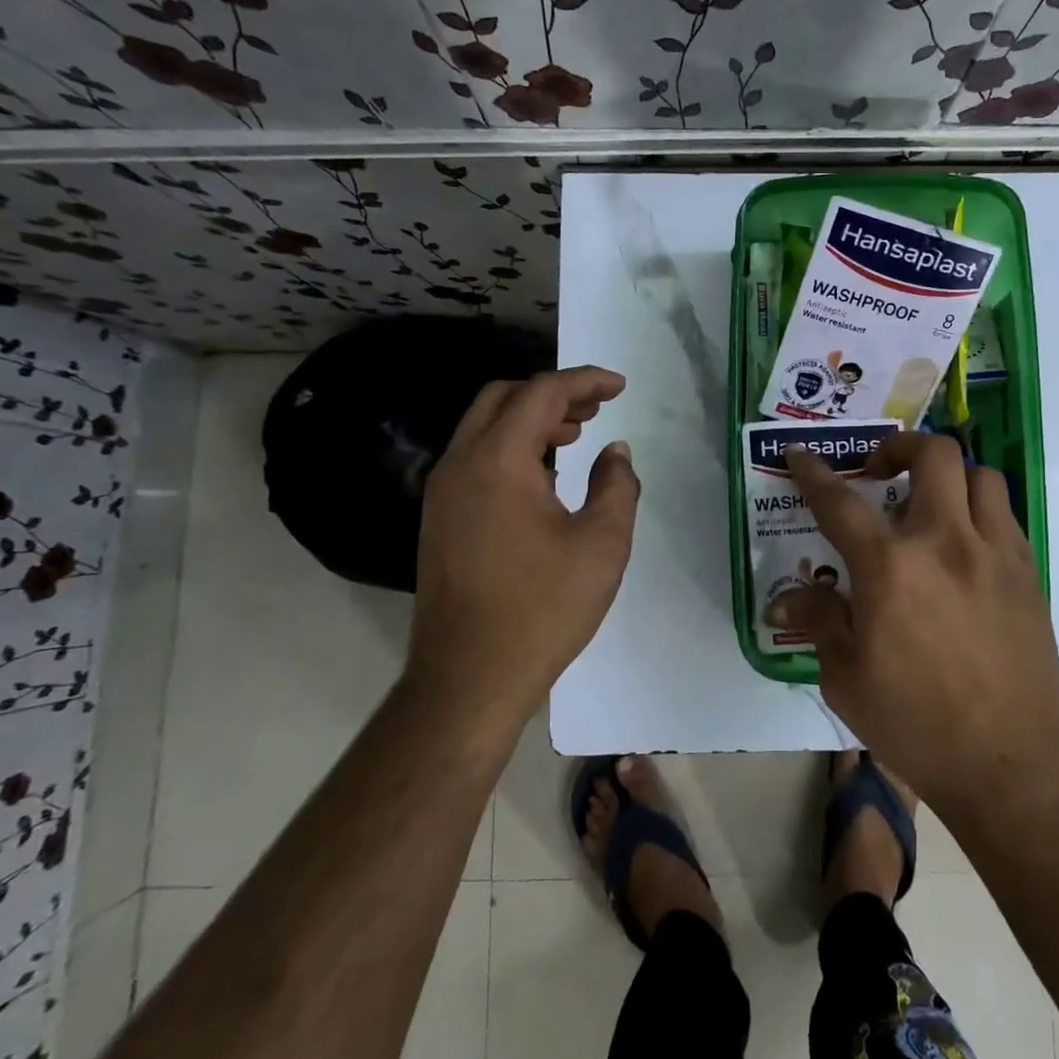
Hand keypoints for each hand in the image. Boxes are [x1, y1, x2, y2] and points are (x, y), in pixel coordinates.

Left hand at [407, 366, 639, 731]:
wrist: (469, 677)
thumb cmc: (544, 608)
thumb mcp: (602, 544)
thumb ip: (616, 485)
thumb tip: (615, 452)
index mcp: (498, 460)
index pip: (541, 393)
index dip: (584, 381)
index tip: (619, 386)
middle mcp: (460, 464)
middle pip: (503, 398)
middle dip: (552, 393)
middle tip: (596, 409)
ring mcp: (442, 493)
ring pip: (483, 428)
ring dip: (529, 420)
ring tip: (576, 435)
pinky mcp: (439, 520)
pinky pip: (475, 460)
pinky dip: (510, 448)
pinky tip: (543, 478)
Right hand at [772, 432, 1058, 813]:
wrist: (1009, 764)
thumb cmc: (915, 724)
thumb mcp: (845, 678)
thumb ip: (819, 621)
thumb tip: (784, 597)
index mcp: (890, 568)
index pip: (840, 501)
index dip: (814, 473)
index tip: (801, 455)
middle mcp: (945, 543)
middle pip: (932, 455)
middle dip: (899, 447)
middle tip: (879, 471)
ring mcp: (995, 553)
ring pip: (979, 475)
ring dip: (947, 475)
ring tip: (927, 503)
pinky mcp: (1027, 574)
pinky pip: (1003, 515)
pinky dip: (977, 510)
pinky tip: (961, 546)